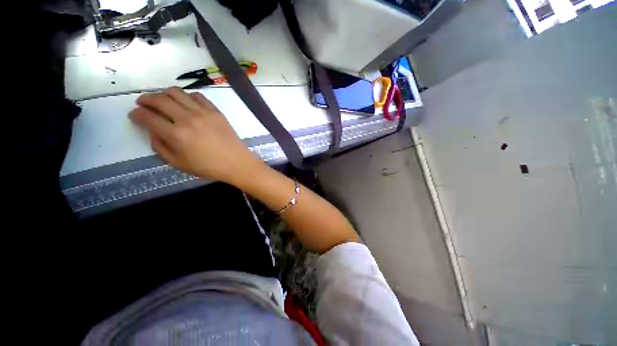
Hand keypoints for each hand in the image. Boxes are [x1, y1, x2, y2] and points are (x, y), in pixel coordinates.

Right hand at [129, 87, 262, 182]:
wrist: (236, 162)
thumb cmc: (208, 167)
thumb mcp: (178, 163)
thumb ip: (160, 146)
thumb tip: (152, 130)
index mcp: (176, 134)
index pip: (148, 117)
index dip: (136, 114)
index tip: (134, 115)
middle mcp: (188, 118)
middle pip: (160, 100)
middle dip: (146, 99)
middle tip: (143, 103)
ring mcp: (203, 113)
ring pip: (177, 93)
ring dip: (164, 93)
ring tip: (162, 100)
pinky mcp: (216, 111)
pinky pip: (198, 96)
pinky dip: (187, 96)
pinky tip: (185, 103)